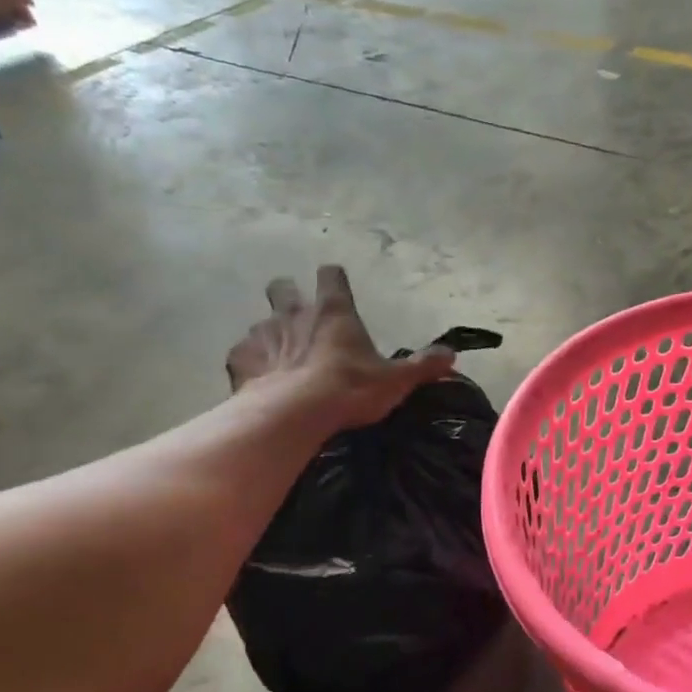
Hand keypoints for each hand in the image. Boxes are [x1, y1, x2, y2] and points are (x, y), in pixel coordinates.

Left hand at [226, 266, 456, 429]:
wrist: (294, 414)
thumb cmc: (349, 388)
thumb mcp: (396, 381)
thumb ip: (422, 366)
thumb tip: (451, 355)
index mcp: (333, 312)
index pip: (331, 276)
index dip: (333, 278)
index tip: (335, 284)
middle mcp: (294, 313)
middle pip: (283, 287)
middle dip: (288, 294)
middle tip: (299, 316)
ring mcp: (262, 334)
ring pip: (261, 322)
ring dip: (271, 335)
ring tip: (282, 359)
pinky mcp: (240, 360)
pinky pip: (243, 355)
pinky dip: (252, 364)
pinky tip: (261, 382)